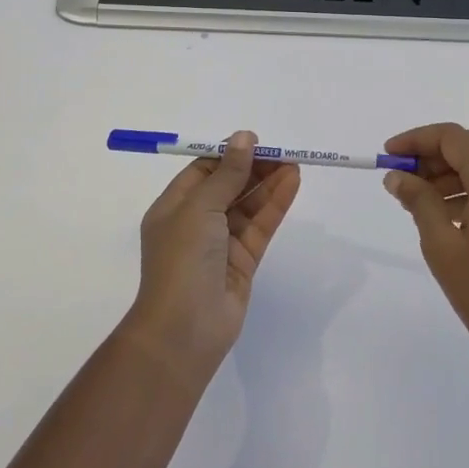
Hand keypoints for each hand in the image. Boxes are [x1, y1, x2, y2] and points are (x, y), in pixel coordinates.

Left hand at [123, 131, 301, 383]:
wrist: (184, 331)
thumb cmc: (182, 260)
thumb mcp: (200, 207)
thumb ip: (227, 173)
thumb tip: (244, 137)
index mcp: (174, 207)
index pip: (203, 171)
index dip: (229, 154)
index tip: (256, 141)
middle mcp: (196, 222)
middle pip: (228, 186)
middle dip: (253, 167)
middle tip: (283, 151)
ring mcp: (220, 244)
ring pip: (248, 205)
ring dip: (269, 184)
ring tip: (295, 163)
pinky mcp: (243, 262)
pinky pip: (260, 226)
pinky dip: (275, 205)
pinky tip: (292, 184)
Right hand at [382, 123, 468, 386]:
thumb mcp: (442, 246)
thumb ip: (419, 202)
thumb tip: (397, 177)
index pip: (454, 137)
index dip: (418, 140)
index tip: (388, 156)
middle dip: (431, 157)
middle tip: (398, 179)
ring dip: (448, 175)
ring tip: (414, 200)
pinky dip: (467, 191)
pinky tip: (443, 216)